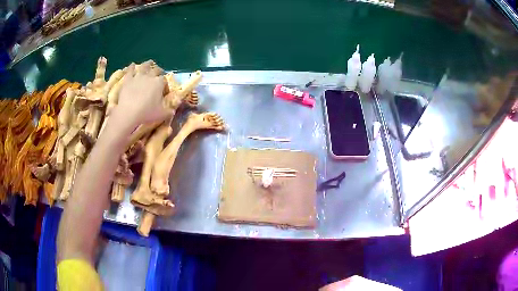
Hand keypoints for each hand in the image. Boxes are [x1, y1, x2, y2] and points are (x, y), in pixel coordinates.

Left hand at [114, 61, 172, 127]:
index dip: (165, 85)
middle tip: (159, 73)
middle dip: (159, 71)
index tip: (164, 91)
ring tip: (149, 63)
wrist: (128, 112)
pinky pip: (130, 70)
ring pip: (144, 66)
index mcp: (159, 83)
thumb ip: (169, 111)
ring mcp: (138, 76)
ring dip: (147, 64)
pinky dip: (131, 67)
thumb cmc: (147, 113)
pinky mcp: (128, 79)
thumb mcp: (162, 114)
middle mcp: (150, 76)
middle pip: (156, 70)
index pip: (165, 80)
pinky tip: (132, 65)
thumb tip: (173, 110)